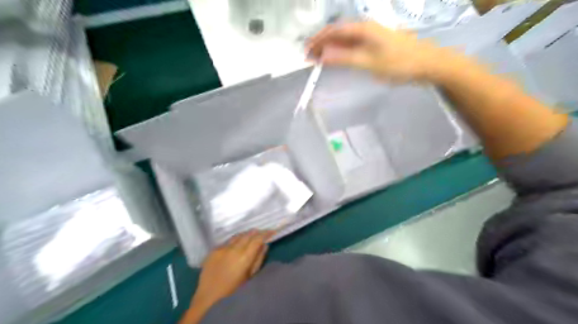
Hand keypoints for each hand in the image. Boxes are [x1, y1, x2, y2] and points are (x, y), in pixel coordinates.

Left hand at [184, 231, 275, 323]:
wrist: (209, 298)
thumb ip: (259, 259)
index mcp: (245, 257)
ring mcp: (222, 248)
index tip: (272, 231)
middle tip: (262, 233)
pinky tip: (236, 245)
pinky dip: (234, 241)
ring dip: (245, 234)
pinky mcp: (213, 250)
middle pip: (247, 234)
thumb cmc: (234, 291)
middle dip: (256, 232)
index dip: (266, 233)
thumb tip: (265, 245)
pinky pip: (227, 241)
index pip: (258, 239)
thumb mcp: (251, 276)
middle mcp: (233, 249)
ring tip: (250, 236)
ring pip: (237, 235)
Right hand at [307, 21, 445, 82]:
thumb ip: (344, 58)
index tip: (306, 52)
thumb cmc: (399, 63)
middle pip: (338, 33)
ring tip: (319, 60)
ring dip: (331, 48)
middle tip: (309, 58)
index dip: (318, 40)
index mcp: (363, 28)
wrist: (428, 63)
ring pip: (345, 39)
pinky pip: (354, 45)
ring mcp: (372, 35)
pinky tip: (338, 59)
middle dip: (322, 44)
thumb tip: (322, 55)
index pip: (333, 31)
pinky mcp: (376, 44)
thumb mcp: (369, 62)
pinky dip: (343, 51)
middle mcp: (366, 28)